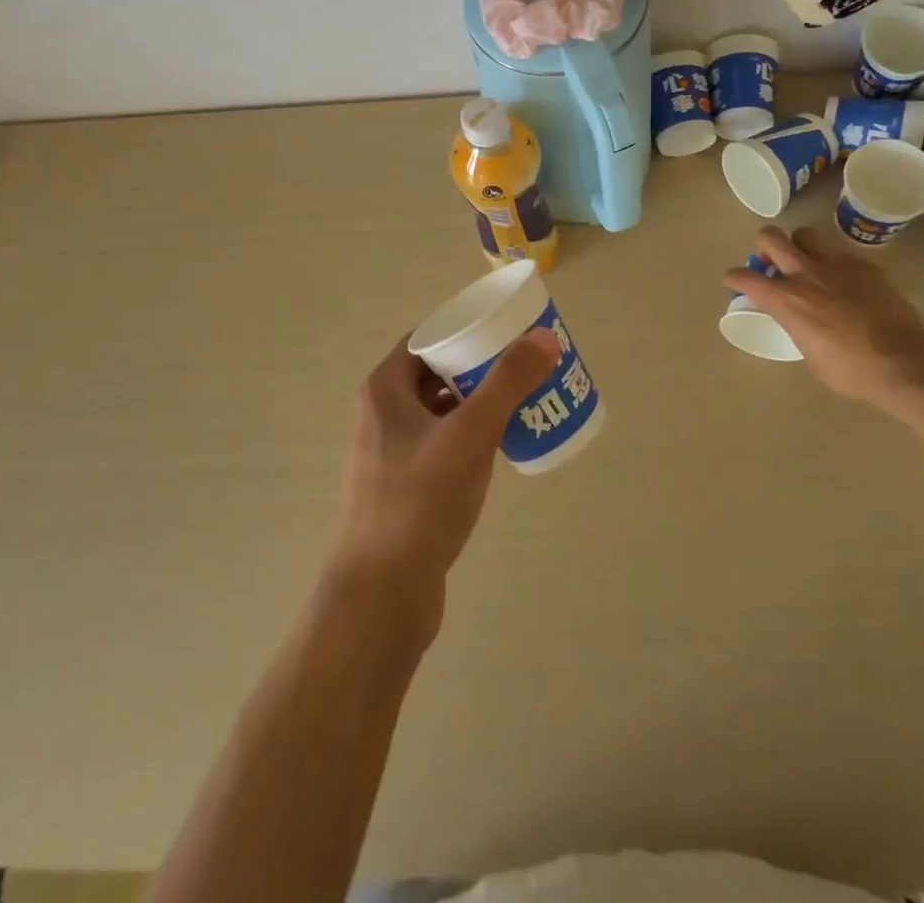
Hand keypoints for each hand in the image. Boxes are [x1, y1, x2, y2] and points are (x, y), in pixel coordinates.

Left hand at [330, 329, 561, 637]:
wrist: (381, 594)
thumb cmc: (420, 501)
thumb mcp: (470, 435)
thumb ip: (507, 383)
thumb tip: (543, 338)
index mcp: (385, 389)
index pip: (427, 338)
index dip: (466, 329)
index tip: (507, 331)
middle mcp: (381, 413)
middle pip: (436, 372)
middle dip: (480, 367)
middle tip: (524, 365)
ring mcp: (389, 452)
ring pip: (441, 411)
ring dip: (477, 403)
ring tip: (521, 402)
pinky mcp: (402, 486)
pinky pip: (441, 444)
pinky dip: (469, 437)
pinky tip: (499, 449)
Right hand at [724, 226, 923, 407]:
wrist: (903, 362)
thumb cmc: (851, 371)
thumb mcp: (810, 355)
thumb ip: (798, 329)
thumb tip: (800, 322)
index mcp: (787, 300)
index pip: (747, 278)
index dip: (735, 277)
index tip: (733, 279)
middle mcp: (806, 274)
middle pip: (772, 238)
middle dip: (765, 246)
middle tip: (772, 263)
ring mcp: (837, 265)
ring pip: (806, 235)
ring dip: (800, 246)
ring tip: (806, 264)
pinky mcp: (865, 266)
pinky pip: (840, 253)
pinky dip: (833, 262)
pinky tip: (843, 280)